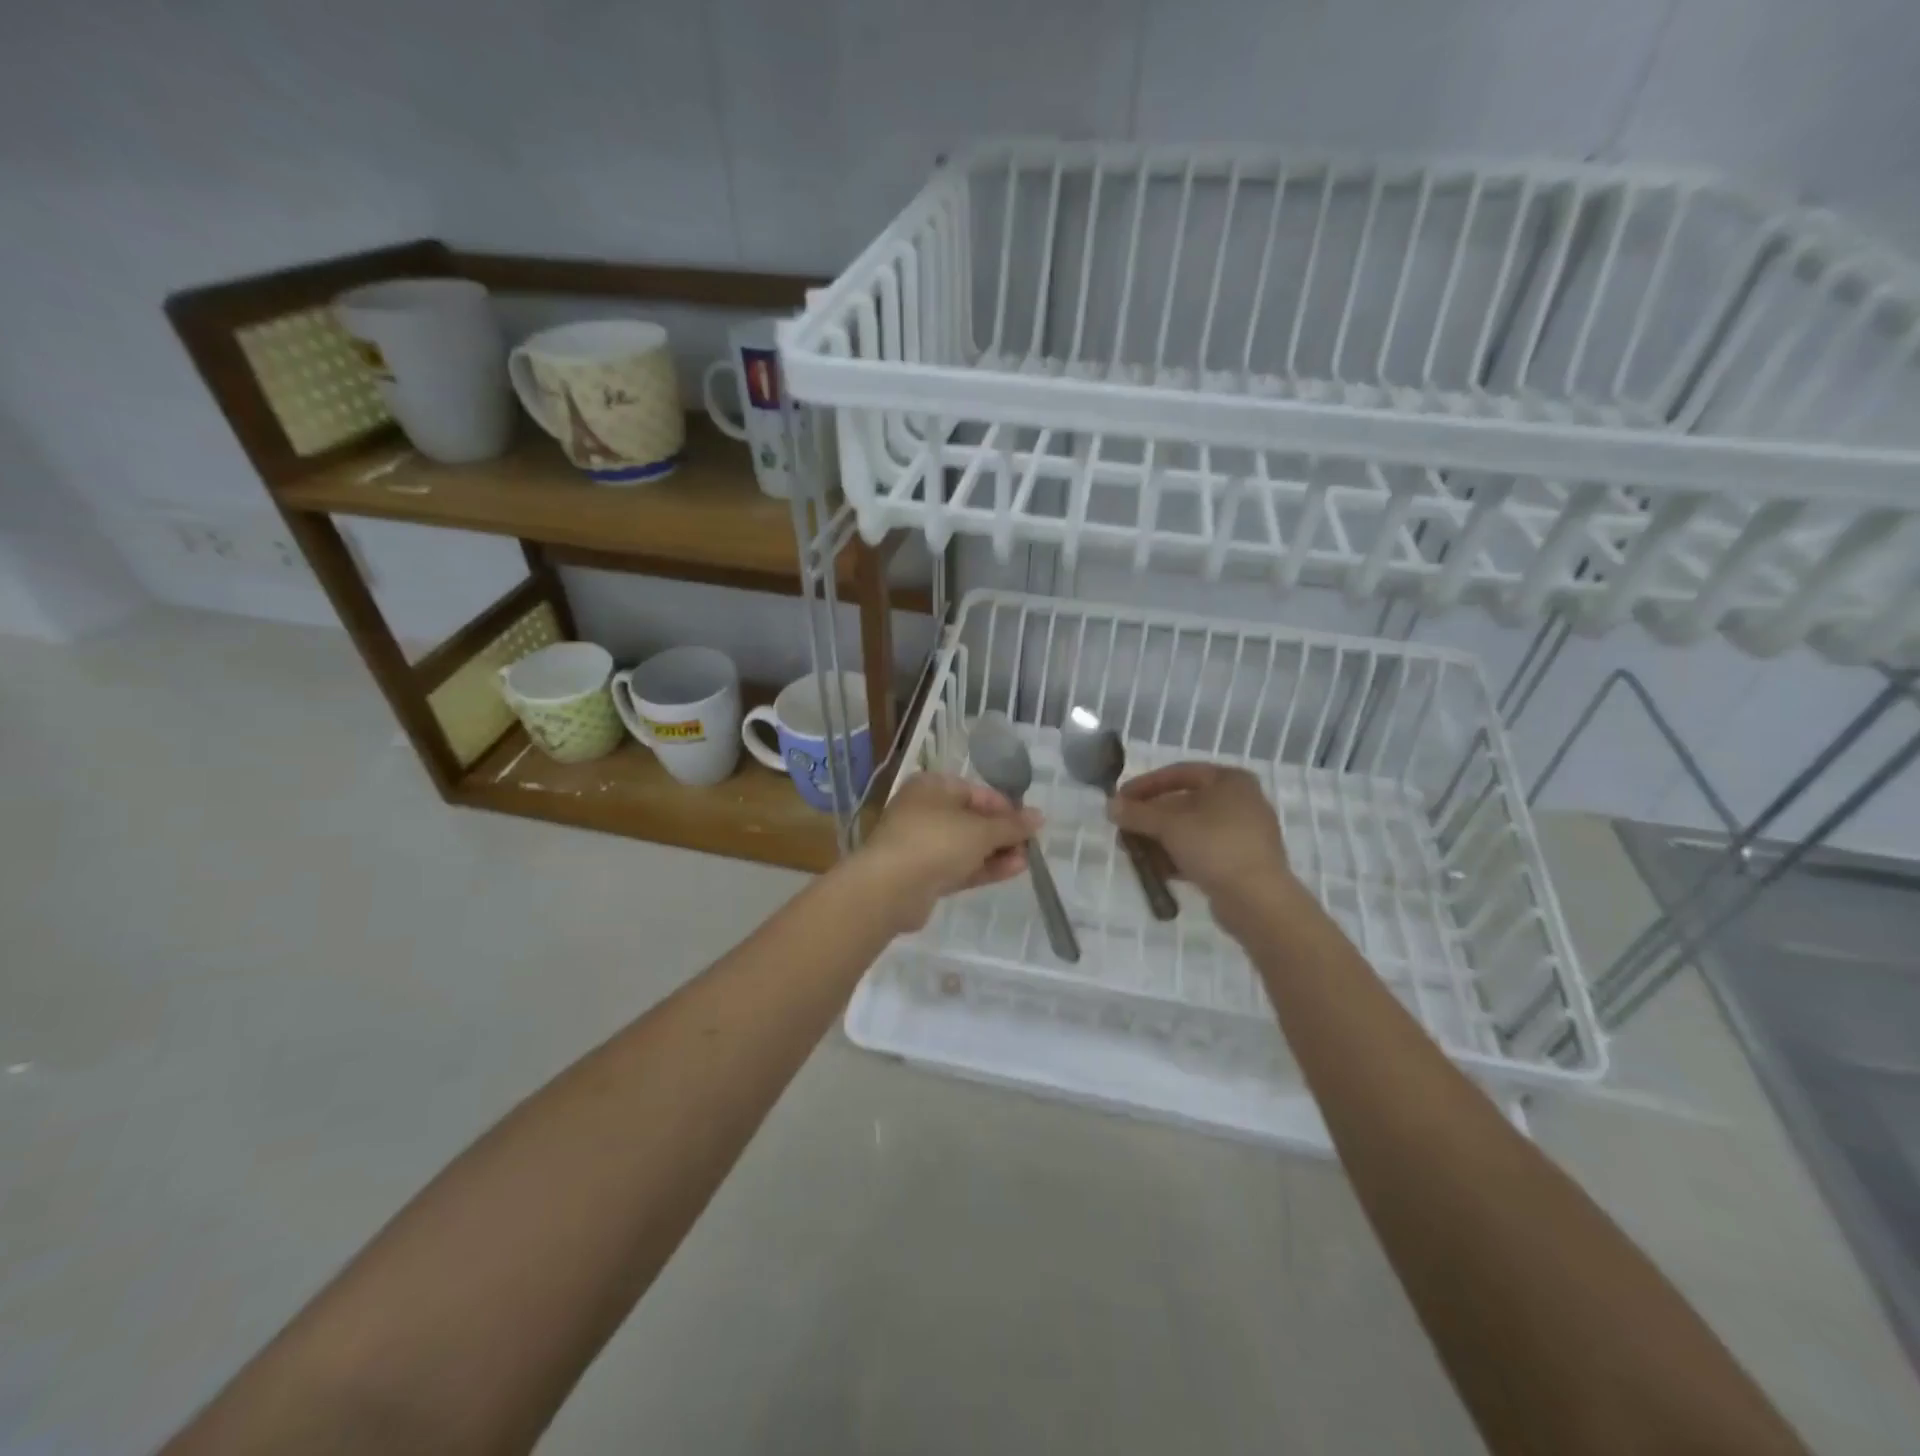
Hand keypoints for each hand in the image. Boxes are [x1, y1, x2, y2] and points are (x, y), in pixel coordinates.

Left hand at [850, 772, 1040, 932]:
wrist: (890, 888)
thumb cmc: (936, 841)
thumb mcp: (981, 830)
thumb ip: (1012, 825)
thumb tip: (1039, 816)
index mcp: (932, 787)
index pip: (976, 792)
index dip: (1006, 807)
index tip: (1030, 822)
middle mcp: (924, 811)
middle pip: (972, 819)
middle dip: (1003, 833)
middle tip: (1031, 845)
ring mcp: (922, 844)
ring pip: (966, 845)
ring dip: (997, 852)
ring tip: (1027, 861)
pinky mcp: (923, 874)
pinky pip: (959, 866)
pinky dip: (984, 868)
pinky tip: (1012, 871)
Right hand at [1108, 764, 1292, 923]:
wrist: (1258, 900)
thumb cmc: (1215, 847)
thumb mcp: (1169, 826)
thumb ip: (1137, 813)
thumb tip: (1110, 806)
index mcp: (1230, 780)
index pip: (1179, 773)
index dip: (1145, 785)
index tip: (1120, 800)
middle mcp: (1241, 801)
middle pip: (1184, 803)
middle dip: (1150, 818)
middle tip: (1124, 830)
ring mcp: (1244, 833)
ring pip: (1191, 830)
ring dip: (1160, 840)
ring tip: (1135, 854)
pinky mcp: (1241, 862)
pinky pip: (1203, 851)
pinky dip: (1179, 856)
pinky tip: (1157, 871)